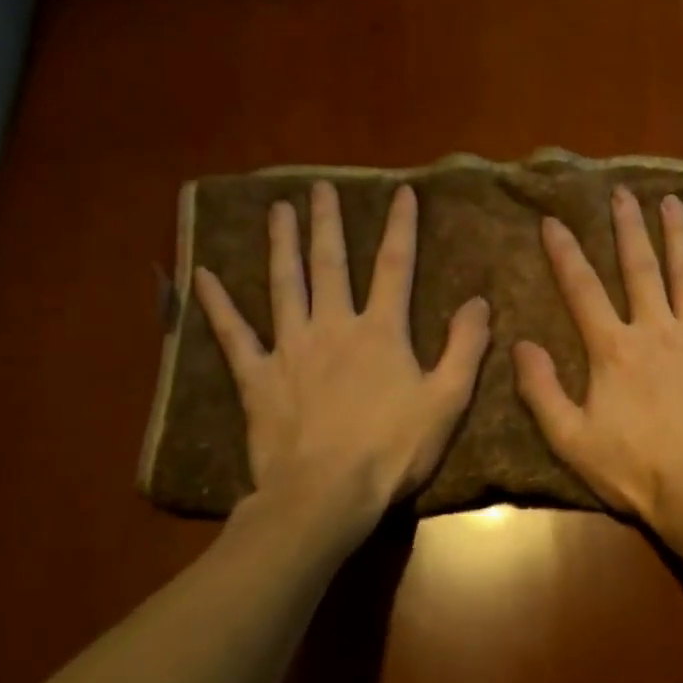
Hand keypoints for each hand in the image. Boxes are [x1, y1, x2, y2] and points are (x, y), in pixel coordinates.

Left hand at [194, 182, 490, 523]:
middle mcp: (333, 326)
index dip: (401, 227)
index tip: (402, 192)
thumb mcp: (448, 400)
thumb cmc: (394, 449)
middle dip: (329, 223)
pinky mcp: (258, 377)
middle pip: (331, 264)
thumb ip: (465, 347)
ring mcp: (291, 349)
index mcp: (382, 332)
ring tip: (277, 211)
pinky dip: (218, 305)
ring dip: (282, 245)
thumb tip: (478, 301)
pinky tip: (204, 275)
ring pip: (284, 285)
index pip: (396, 266)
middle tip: (320, 188)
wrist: (326, 493)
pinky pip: (235, 335)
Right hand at [513, 185, 682, 557]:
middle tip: (622, 192)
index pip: (582, 290)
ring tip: (672, 201)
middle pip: (639, 268)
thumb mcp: (572, 440)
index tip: (553, 219)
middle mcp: (657, 329)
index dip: (565, 253)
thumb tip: (520, 345)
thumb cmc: (636, 470)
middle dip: (628, 228)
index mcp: (614, 349)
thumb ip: (542, 391)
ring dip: (679, 235)